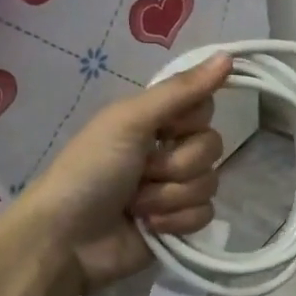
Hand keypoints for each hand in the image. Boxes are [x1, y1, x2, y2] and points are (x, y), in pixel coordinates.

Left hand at [7, 52, 232, 291]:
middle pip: (211, 147)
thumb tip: (228, 55)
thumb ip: (180, 91)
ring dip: (169, 196)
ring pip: (210, 183)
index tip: (165, 129)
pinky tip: (149, 227)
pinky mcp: (180, 224)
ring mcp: (175, 189)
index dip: (189, 121)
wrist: (67, 239)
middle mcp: (168, 150)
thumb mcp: (130, 120)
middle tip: (141, 172)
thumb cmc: (90, 170)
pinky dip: (176, 222)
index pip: (204, 108)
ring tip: (136, 205)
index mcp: (154, 121)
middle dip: (175, 165)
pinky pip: (206, 215)